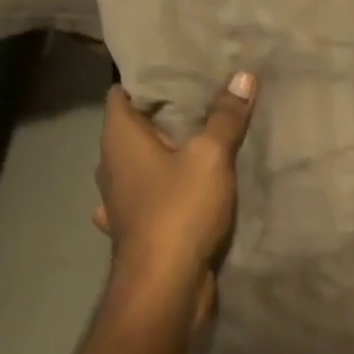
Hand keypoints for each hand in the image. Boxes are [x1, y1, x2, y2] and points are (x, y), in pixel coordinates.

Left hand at [91, 72, 256, 323]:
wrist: (165, 287)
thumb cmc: (179, 210)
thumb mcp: (212, 156)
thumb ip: (226, 116)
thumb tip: (243, 75)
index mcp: (119, 138)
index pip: (122, 92)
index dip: (147, 77)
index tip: (179, 67)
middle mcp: (111, 165)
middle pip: (134, 127)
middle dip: (164, 113)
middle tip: (203, 96)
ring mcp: (119, 200)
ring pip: (140, 163)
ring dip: (164, 153)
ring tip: (200, 139)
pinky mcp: (135, 227)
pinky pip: (148, 195)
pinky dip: (164, 187)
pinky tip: (184, 188)